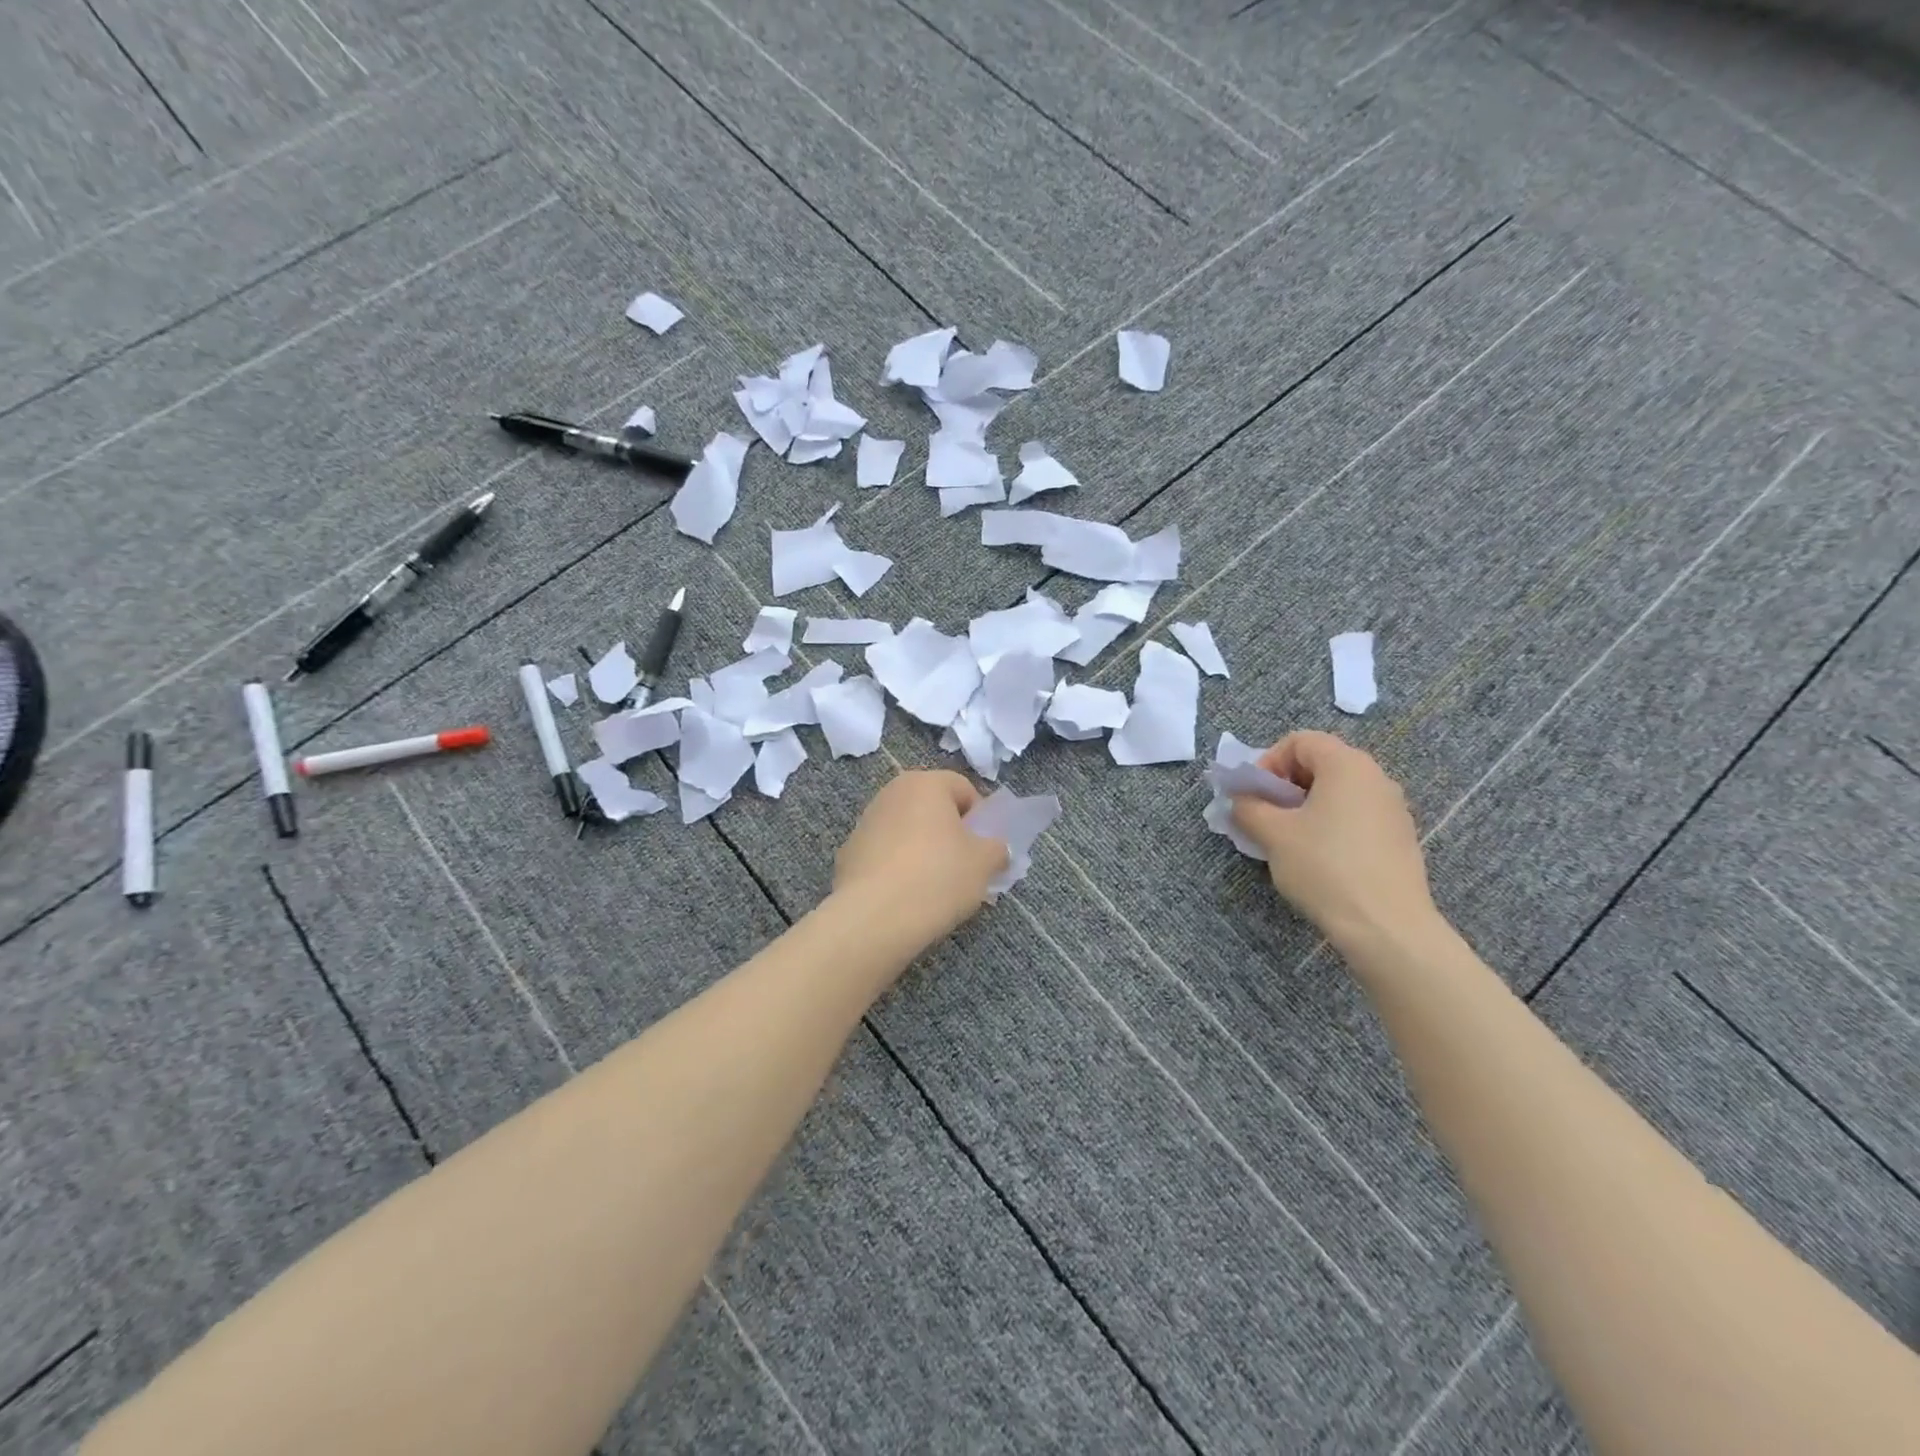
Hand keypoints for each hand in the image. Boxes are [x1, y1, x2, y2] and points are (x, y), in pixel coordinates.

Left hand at [833, 771, 1009, 945]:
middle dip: (951, 834)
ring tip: (934, 887)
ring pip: (908, 831)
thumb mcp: (984, 863)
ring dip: (923, 849)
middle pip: (933, 808)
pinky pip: (886, 853)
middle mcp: (891, 792)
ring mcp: (865, 822)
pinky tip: (905, 896)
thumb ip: (997, 848)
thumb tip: (994, 849)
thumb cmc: (937, 877)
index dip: (980, 819)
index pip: (964, 789)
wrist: (874, 917)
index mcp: (925, 783)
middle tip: (963, 868)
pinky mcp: (848, 852)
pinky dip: (898, 867)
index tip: (983, 850)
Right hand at [1230, 731, 1436, 950]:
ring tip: (1287, 839)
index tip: (1254, 794)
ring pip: (1338, 792)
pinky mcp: (1399, 838)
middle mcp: (1376, 777)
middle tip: (1265, 815)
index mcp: (1347, 765)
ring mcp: (1392, 809)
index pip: (1300, 741)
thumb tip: (1240, 800)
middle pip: (1321, 763)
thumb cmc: (1325, 867)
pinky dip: (1330, 825)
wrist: (1387, 927)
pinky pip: (1356, 816)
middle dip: (1285, 784)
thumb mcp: (1273, 834)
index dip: (1269, 761)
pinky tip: (1318, 858)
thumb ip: (1249, 808)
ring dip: (1305, 806)